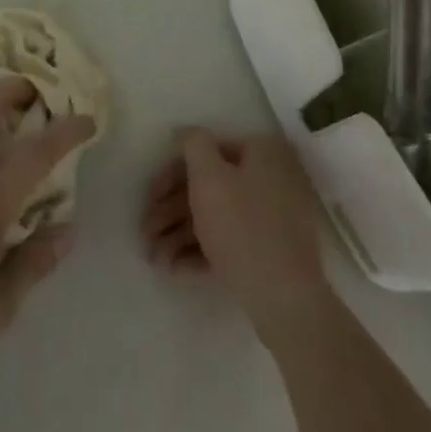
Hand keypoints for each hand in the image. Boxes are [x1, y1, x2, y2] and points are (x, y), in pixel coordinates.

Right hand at [141, 128, 334, 345]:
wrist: (285, 300)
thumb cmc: (242, 227)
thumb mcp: (209, 177)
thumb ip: (193, 144)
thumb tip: (185, 131)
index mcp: (263, 152)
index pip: (207, 151)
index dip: (172, 173)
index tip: (150, 197)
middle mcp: (272, 178)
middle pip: (210, 186)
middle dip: (171, 211)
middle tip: (145, 233)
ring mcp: (274, 218)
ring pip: (217, 217)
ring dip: (179, 235)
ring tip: (153, 259)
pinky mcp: (271, 253)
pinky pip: (231, 242)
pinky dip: (201, 252)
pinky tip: (173, 269)